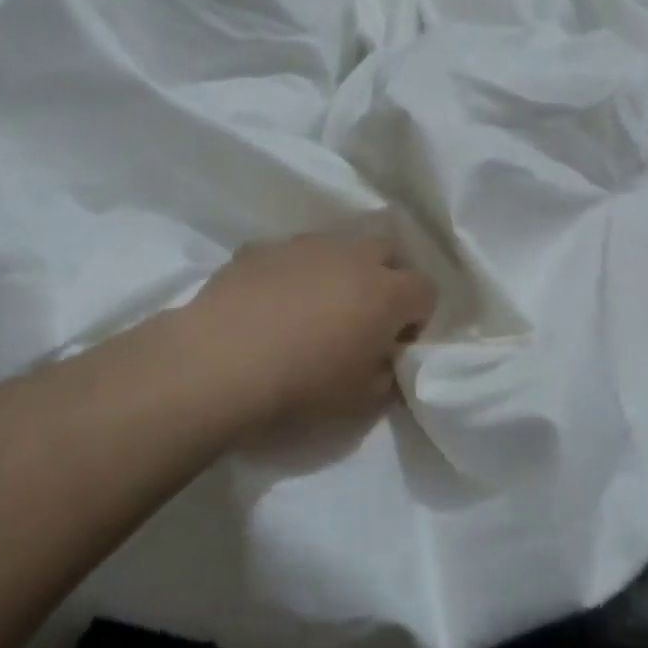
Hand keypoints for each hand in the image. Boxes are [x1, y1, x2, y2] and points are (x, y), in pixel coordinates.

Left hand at [182, 234, 438, 438]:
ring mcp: (304, 245)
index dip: (417, 318)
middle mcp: (351, 255)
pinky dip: (292, 273)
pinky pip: (291, 255)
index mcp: (385, 291)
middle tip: (363, 317)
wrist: (220, 362)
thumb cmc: (301, 387)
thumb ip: (387, 374)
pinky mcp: (262, 247)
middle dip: (386, 278)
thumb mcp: (361, 402)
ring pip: (338, 246)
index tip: (394, 343)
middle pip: (388, 251)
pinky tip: (269, 304)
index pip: (427, 289)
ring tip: (312, 308)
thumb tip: (384, 358)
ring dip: (338, 270)